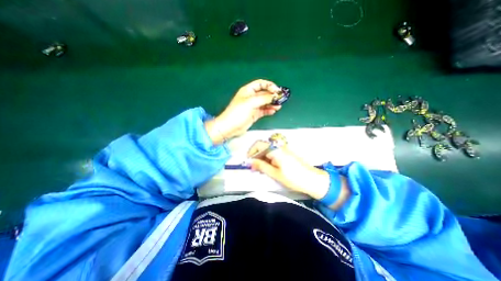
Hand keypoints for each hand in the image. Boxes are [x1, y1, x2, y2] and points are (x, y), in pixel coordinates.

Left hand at [204, 80, 280, 143]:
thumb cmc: (238, 112)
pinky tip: (274, 111)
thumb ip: (264, 98)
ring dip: (272, 103)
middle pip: (264, 93)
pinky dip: (269, 110)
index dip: (269, 85)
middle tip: (281, 99)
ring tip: (279, 106)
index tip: (277, 90)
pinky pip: (264, 111)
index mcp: (248, 91)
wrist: (230, 127)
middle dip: (272, 95)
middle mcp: (251, 97)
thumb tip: (275, 96)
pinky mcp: (254, 114)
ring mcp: (253, 106)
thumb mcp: (251, 103)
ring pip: (265, 103)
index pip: (261, 84)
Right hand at [247, 142, 331, 200]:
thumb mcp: (275, 174)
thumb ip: (262, 166)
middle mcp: (279, 147)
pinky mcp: (286, 153)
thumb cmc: (293, 178)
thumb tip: (251, 162)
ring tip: (260, 168)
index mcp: (275, 150)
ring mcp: (284, 149)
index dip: (251, 151)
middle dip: (256, 155)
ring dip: (262, 157)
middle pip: (263, 146)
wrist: (312, 179)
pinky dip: (268, 158)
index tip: (248, 160)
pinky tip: (268, 166)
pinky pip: (274, 152)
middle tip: (253, 167)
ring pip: (268, 150)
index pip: (259, 144)